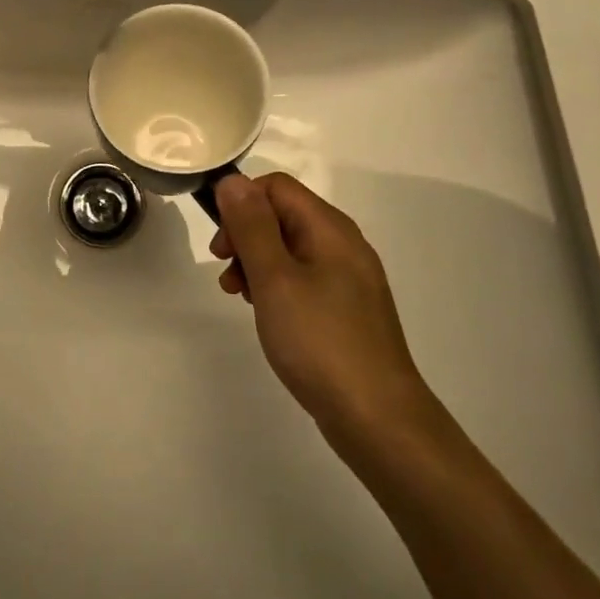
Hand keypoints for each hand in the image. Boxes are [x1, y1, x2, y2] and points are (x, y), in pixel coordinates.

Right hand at [210, 173, 432, 438]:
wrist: (378, 418)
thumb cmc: (320, 341)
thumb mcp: (275, 279)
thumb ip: (251, 226)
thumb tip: (232, 180)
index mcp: (330, 227)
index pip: (276, 186)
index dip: (241, 204)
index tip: (221, 246)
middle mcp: (343, 243)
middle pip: (283, 215)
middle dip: (246, 236)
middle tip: (227, 275)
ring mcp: (349, 278)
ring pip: (290, 249)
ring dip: (257, 263)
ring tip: (240, 298)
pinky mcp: (347, 309)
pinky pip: (304, 279)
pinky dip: (278, 286)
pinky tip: (268, 316)